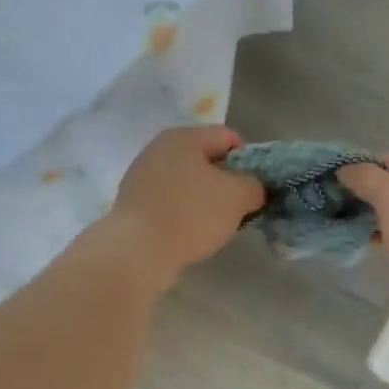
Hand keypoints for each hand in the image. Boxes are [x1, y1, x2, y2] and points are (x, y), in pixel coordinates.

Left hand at [107, 127, 265, 285]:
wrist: (138, 251)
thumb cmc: (191, 214)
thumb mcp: (238, 196)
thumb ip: (254, 185)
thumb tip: (253, 189)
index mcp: (183, 136)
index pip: (228, 137)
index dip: (249, 160)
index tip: (254, 188)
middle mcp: (158, 149)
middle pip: (206, 160)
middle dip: (226, 183)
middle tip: (238, 209)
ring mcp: (141, 177)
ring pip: (187, 184)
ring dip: (205, 201)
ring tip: (213, 226)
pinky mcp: (133, 205)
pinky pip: (170, 203)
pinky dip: (184, 215)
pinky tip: (189, 234)